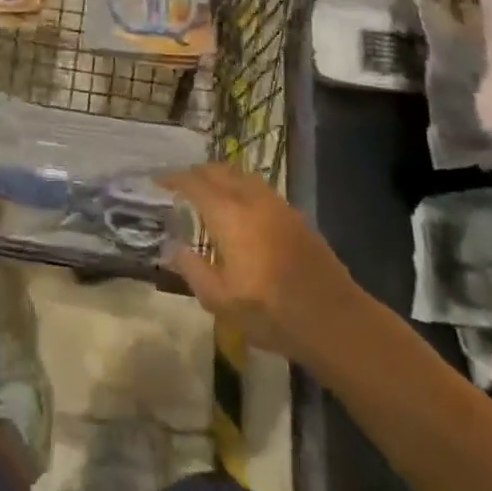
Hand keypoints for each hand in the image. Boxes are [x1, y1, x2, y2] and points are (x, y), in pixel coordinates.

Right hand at [162, 163, 368, 367]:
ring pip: (242, 175)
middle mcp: (252, 200)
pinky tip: (239, 208)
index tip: (157, 180)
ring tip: (207, 191)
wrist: (334, 319)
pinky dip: (240, 187)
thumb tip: (173, 247)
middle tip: (179, 184)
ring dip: (220, 176)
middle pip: (219, 170)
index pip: (194, 183)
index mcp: (229, 215)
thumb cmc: (271, 312)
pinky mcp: (295, 216)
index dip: (173, 178)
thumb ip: (192, 269)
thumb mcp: (220, 300)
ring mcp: (277, 205)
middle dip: (196, 172)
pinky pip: (259, 187)